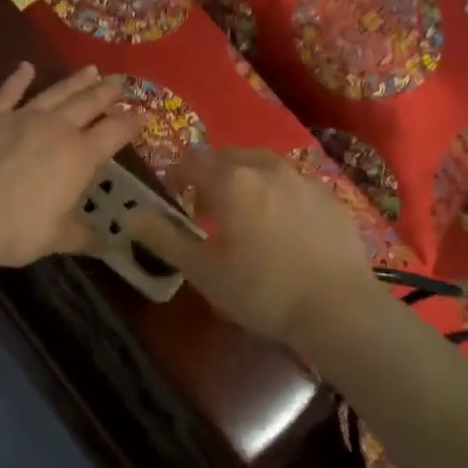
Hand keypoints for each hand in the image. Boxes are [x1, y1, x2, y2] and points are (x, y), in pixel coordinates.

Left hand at [0, 62, 139, 268]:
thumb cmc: (17, 229)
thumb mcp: (56, 238)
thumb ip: (83, 236)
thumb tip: (108, 246)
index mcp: (80, 156)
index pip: (115, 132)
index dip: (131, 123)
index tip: (143, 115)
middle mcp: (58, 129)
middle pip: (89, 103)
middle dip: (108, 92)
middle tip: (121, 81)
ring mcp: (23, 118)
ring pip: (56, 93)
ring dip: (76, 81)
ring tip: (91, 69)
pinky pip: (8, 93)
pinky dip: (18, 79)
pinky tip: (26, 67)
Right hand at [127, 148, 379, 345]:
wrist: (339, 309)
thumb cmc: (262, 291)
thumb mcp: (204, 271)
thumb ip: (164, 238)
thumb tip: (129, 215)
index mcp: (232, 180)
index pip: (192, 160)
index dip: (177, 175)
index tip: (174, 199)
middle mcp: (267, 168)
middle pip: (228, 157)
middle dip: (211, 176)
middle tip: (207, 211)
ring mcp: (303, 180)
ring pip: (263, 167)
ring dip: (246, 181)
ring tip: (246, 216)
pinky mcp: (330, 197)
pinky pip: (293, 184)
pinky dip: (278, 195)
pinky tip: (284, 228)